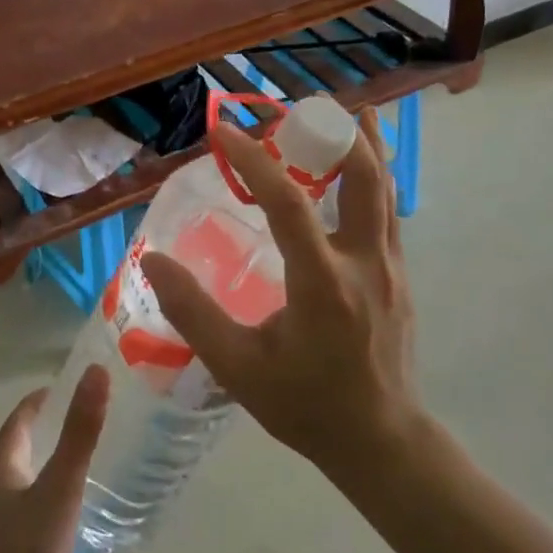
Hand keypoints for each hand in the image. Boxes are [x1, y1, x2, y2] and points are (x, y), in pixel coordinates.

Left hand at [0, 367, 108, 552]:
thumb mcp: (60, 487)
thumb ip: (80, 434)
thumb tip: (95, 373)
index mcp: (7, 477)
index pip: (15, 428)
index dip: (32, 404)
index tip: (57, 386)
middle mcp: (7, 500)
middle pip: (25, 456)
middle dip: (50, 434)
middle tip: (88, 419)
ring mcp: (18, 533)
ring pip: (40, 489)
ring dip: (61, 470)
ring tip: (98, 460)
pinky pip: (52, 521)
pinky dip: (70, 507)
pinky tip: (95, 516)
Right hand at [142, 109, 417, 477]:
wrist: (381, 441)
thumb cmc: (305, 405)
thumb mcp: (237, 367)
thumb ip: (192, 312)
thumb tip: (153, 260)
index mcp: (322, 282)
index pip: (287, 201)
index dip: (252, 159)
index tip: (222, 131)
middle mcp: (364, 262)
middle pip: (365, 175)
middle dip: (336, 132)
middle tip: (298, 111)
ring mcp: (390, 266)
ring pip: (386, 187)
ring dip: (363, 146)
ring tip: (340, 114)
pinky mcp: (399, 275)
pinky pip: (388, 211)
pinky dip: (372, 178)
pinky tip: (353, 171)